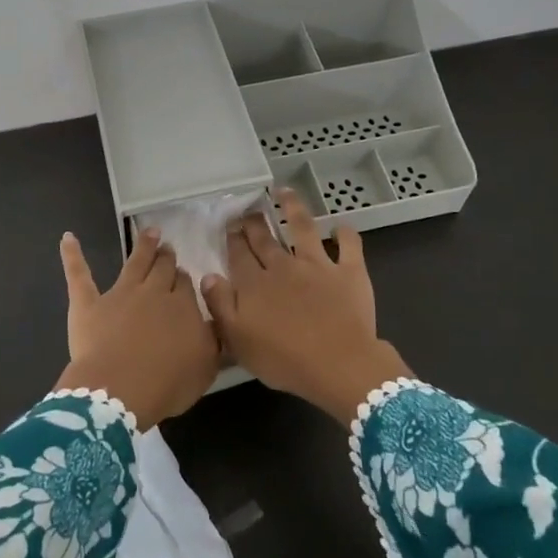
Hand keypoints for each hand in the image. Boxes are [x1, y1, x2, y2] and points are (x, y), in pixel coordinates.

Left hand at [53, 228, 220, 427]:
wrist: (121, 389)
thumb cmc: (168, 383)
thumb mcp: (206, 366)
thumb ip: (211, 340)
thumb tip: (213, 321)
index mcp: (182, 307)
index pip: (185, 285)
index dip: (183, 278)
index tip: (184, 274)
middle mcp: (153, 293)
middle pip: (162, 269)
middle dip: (166, 257)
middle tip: (168, 247)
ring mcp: (119, 294)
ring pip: (134, 263)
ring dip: (143, 246)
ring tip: (149, 232)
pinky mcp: (88, 304)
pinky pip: (79, 275)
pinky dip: (72, 255)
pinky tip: (68, 238)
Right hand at [201, 190, 407, 423]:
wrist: (338, 365)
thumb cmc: (283, 360)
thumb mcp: (237, 340)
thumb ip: (220, 305)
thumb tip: (209, 275)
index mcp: (254, 284)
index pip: (239, 254)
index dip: (233, 238)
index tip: (230, 225)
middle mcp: (283, 266)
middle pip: (265, 238)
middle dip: (255, 222)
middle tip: (249, 211)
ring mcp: (318, 265)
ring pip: (302, 227)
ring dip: (292, 207)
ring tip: (284, 192)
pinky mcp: (349, 271)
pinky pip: (349, 244)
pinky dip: (344, 233)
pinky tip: (339, 227)